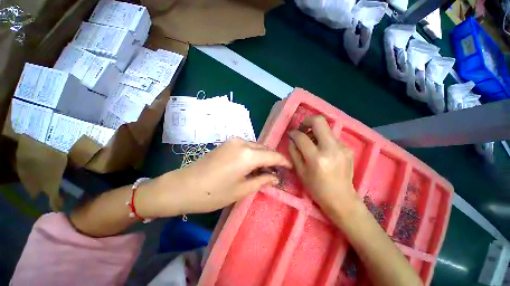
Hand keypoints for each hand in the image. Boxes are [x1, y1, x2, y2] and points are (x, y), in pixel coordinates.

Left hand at [139, 138, 291, 217]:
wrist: (183, 186)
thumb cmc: (213, 193)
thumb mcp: (242, 190)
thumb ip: (262, 181)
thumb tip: (275, 177)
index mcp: (248, 155)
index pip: (273, 156)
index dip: (284, 161)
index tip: (291, 167)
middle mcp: (242, 143)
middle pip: (264, 149)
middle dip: (273, 159)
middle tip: (277, 172)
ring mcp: (233, 141)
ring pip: (256, 147)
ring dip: (262, 156)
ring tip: (264, 170)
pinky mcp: (227, 143)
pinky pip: (246, 146)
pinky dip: (253, 154)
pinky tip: (251, 165)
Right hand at [288, 116, 357, 212]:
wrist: (341, 198)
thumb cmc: (316, 188)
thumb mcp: (300, 172)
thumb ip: (294, 152)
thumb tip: (292, 139)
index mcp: (316, 158)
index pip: (302, 137)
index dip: (294, 133)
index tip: (291, 134)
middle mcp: (331, 149)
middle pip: (319, 121)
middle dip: (307, 121)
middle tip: (302, 129)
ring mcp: (342, 147)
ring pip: (326, 128)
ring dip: (315, 131)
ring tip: (311, 142)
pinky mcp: (348, 148)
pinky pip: (332, 137)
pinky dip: (323, 139)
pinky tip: (322, 150)